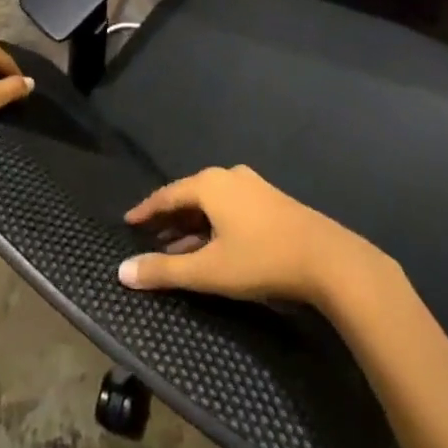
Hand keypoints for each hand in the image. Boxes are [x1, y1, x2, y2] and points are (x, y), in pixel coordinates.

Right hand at [118, 165, 393, 311]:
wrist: (325, 258)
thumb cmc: (260, 259)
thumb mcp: (208, 270)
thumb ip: (165, 270)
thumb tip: (122, 271)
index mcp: (209, 184)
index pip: (168, 194)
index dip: (146, 209)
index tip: (128, 221)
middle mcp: (228, 176)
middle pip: (189, 195)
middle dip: (169, 218)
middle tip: (148, 237)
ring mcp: (252, 186)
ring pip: (211, 203)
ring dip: (191, 225)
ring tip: (175, 247)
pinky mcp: (270, 200)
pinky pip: (229, 207)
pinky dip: (212, 224)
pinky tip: (211, 246)